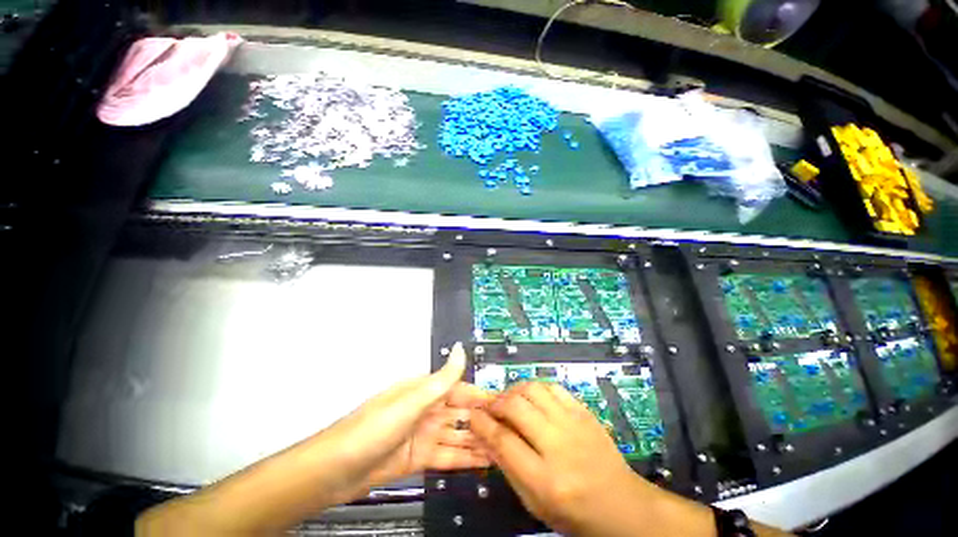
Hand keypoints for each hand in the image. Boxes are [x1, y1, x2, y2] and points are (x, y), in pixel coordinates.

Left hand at [138, 343, 492, 535]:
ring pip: (458, 435)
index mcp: (425, 391)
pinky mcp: (420, 458)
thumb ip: (441, 378)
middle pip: (462, 413)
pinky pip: (448, 455)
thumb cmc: (374, 429)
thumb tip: (461, 348)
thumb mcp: (411, 401)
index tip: (506, 405)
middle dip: (484, 421)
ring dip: (478, 441)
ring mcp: (424, 434)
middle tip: (512, 432)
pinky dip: (465, 458)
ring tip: (505, 449)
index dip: (483, 396)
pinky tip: (483, 462)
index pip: (461, 390)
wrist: (336, 471)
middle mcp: (427, 409)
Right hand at [471, 381, 715, 536]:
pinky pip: (553, 387)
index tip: (472, 415)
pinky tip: (531, 397)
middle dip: (495, 402)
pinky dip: (535, 388)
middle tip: (490, 407)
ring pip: (533, 390)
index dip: (482, 424)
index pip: (503, 441)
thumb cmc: (573, 511)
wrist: (620, 503)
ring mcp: (574, 424)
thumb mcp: (534, 502)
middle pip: (516, 408)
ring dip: (513, 391)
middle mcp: (559, 446)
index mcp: (545, 479)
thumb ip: (508, 467)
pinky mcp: (583, 411)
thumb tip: (486, 434)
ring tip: (508, 399)